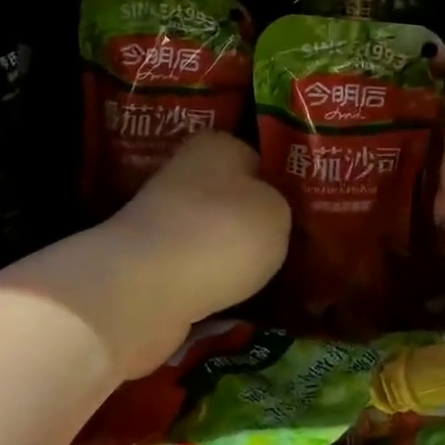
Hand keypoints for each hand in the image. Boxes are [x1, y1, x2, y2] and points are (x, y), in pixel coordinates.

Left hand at [98, 132, 290, 374]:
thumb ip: (279, 206)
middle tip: (288, 248)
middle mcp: (183, 174)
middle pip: (230, 198)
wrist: (146, 288)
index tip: (298, 213)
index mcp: (216, 145)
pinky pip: (192, 269)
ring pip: (210, 235)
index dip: (277, 184)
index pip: (255, 158)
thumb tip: (267, 214)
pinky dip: (209, 282)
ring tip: (264, 279)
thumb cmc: (222, 233)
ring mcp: (160, 220)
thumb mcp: (277, 212)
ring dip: (230, 255)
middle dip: (251, 222)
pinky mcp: (147, 263)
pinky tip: (231, 298)